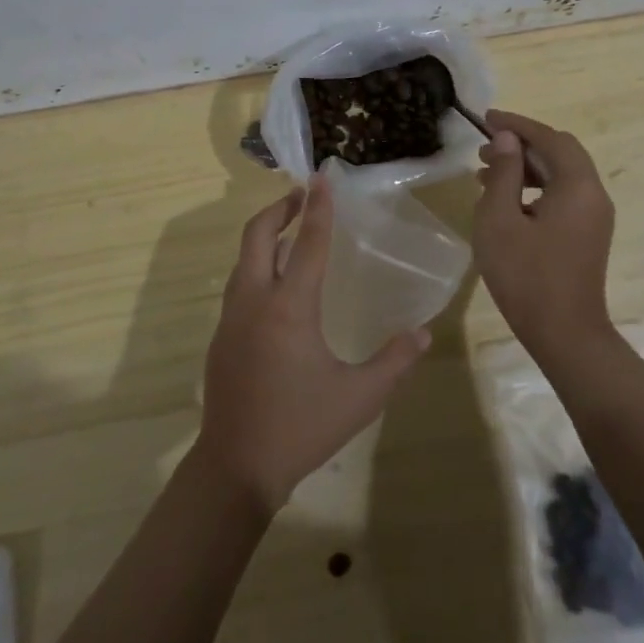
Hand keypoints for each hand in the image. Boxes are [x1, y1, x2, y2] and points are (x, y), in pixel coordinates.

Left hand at [193, 174, 429, 513]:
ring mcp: (231, 317)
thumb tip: (422, 333)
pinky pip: (238, 285)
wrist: (237, 464)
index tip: (321, 177)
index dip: (317, 208)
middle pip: (257, 236)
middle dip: (278, 209)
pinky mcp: (221, 335)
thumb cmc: (301, 427)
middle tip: (301, 195)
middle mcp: (255, 301)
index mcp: (289, 308)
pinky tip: (275, 283)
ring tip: (290, 231)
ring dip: (265, 236)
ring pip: (243, 259)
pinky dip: (256, 266)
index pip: (307, 244)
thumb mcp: (359, 398)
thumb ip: (394, 362)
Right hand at [473, 109, 617, 366]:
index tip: (487, 118)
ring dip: (526, 166)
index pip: (549, 138)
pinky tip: (505, 200)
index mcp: (577, 186)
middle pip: (559, 153)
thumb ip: (504, 173)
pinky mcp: (587, 234)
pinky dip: (534, 187)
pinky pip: (562, 195)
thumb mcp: (500, 219)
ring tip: (486, 172)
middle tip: (485, 147)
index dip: (517, 124)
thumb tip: (508, 139)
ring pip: (560, 175)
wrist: (564, 334)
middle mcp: (593, 195)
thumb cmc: (526, 275)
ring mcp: (594, 217)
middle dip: (521, 144)